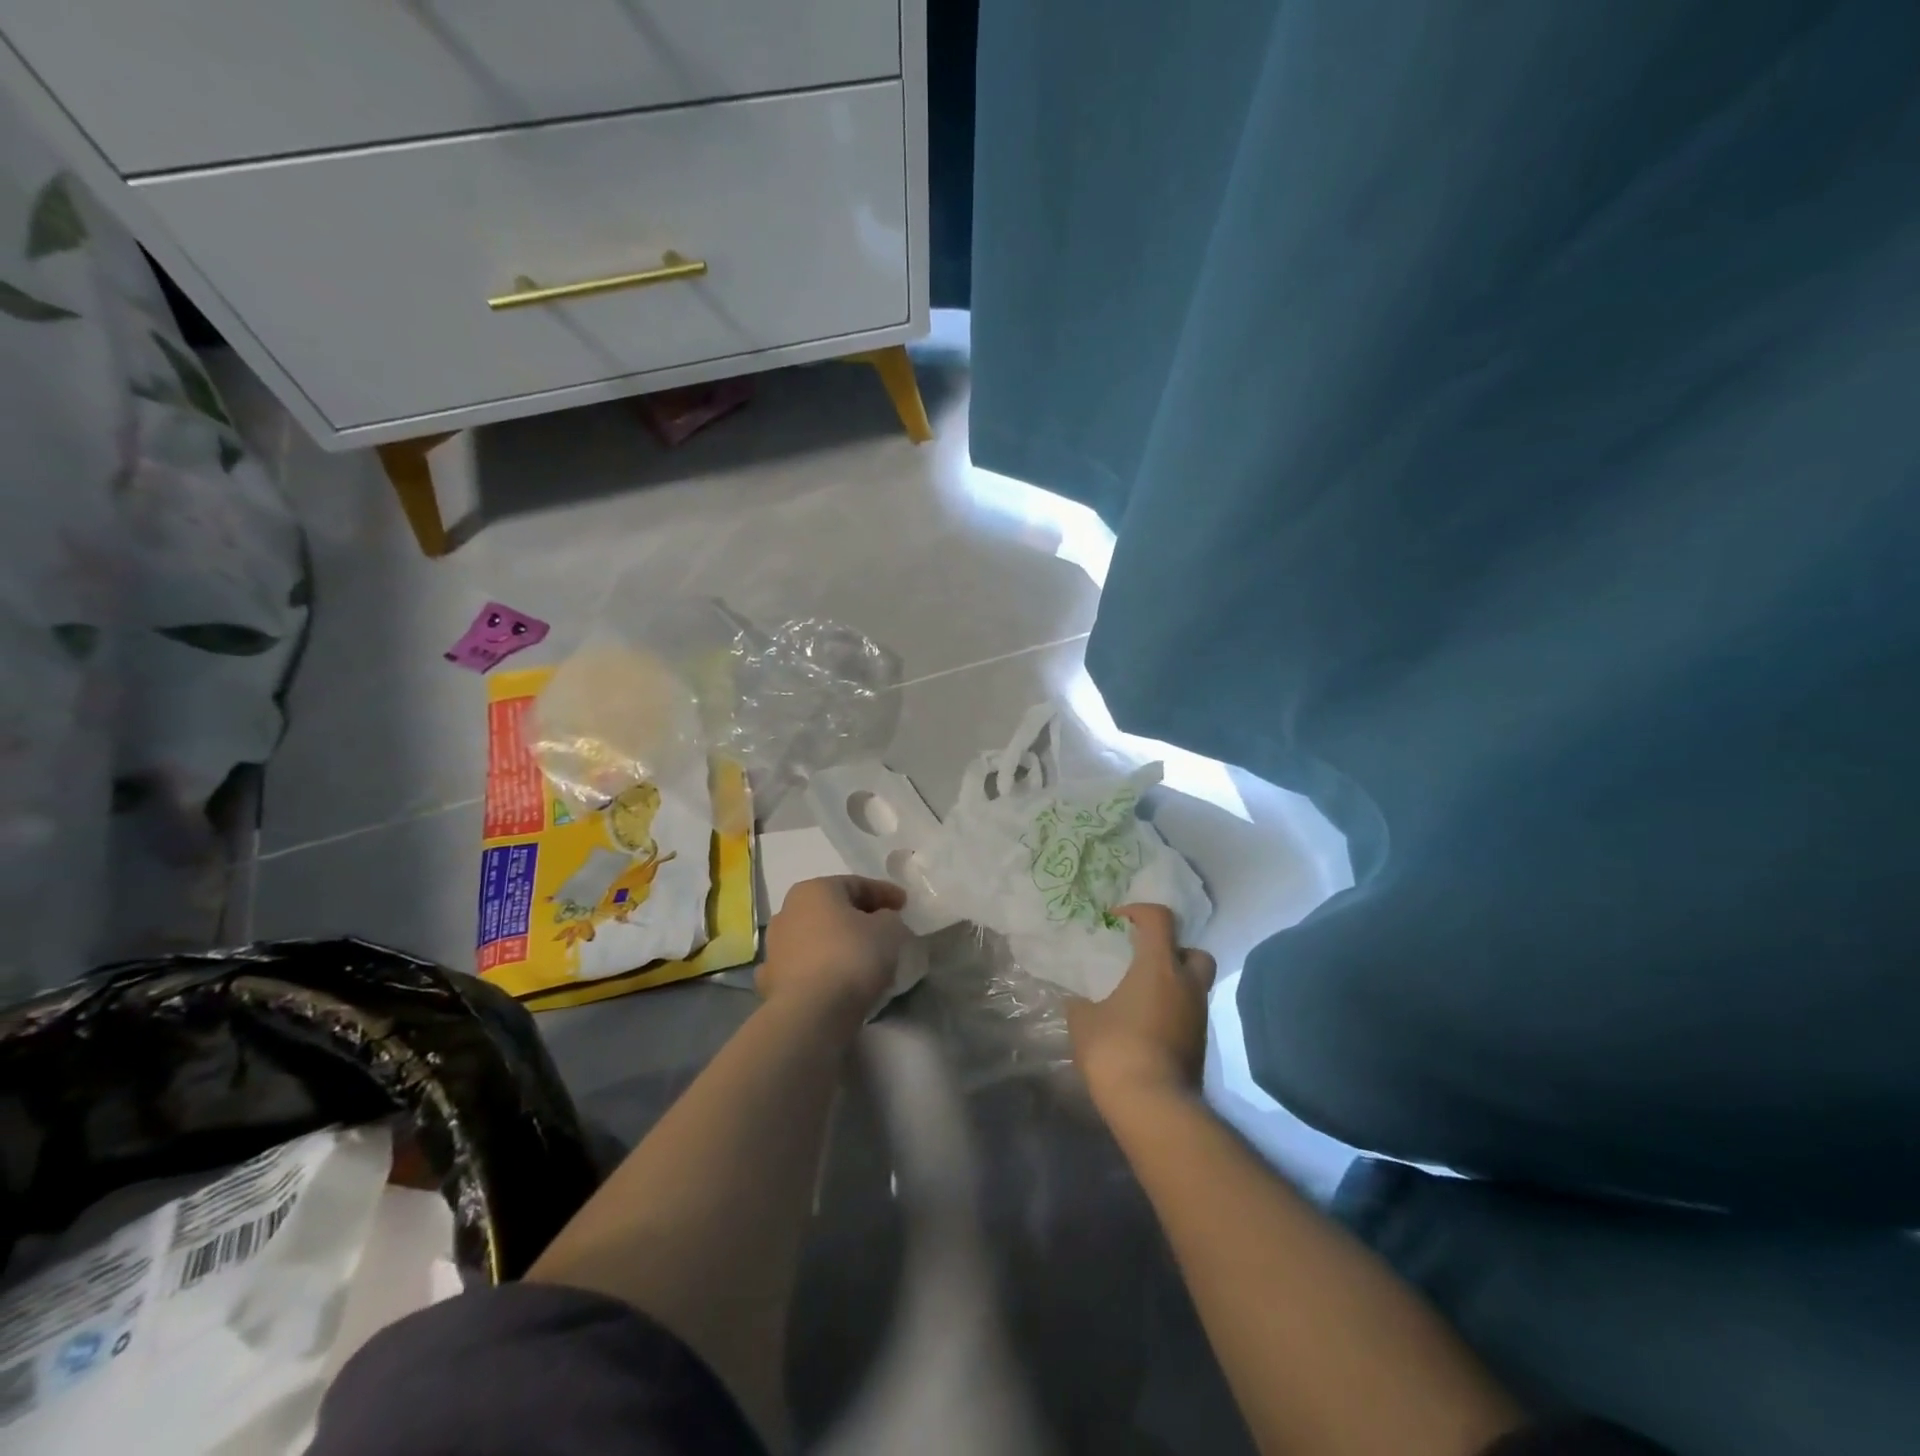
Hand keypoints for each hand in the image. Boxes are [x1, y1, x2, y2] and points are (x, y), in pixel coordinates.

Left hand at [759, 875, 910, 1023]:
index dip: (884, 893)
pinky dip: (822, 970)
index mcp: (814, 890)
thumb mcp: (889, 929)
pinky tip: (837, 981)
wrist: (810, 1013)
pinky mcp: (772, 981)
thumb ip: (889, 918)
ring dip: (838, 944)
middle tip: (885, 929)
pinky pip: (805, 968)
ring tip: (864, 959)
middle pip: (832, 909)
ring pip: (816, 938)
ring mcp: (775, 948)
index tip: (905, 905)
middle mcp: (788, 911)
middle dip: (858, 917)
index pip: (856, 884)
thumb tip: (882, 922)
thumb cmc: (851, 957)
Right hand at [1067, 904, 1216, 1107]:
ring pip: (1194, 987)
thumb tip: (1079, 1003)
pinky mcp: (1200, 1046)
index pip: (1160, 919)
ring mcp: (1198, 1017)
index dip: (1139, 911)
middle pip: (1195, 953)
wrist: (1152, 1104)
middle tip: (1146, 962)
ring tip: (1140, 1000)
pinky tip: (1146, 1028)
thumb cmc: (1115, 1048)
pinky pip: (1189, 1016)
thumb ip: (1082, 1004)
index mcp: (1158, 967)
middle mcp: (1186, 985)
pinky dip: (1173, 1014)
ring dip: (1173, 987)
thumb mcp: (1083, 1020)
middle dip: (1174, 952)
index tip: (1118, 921)